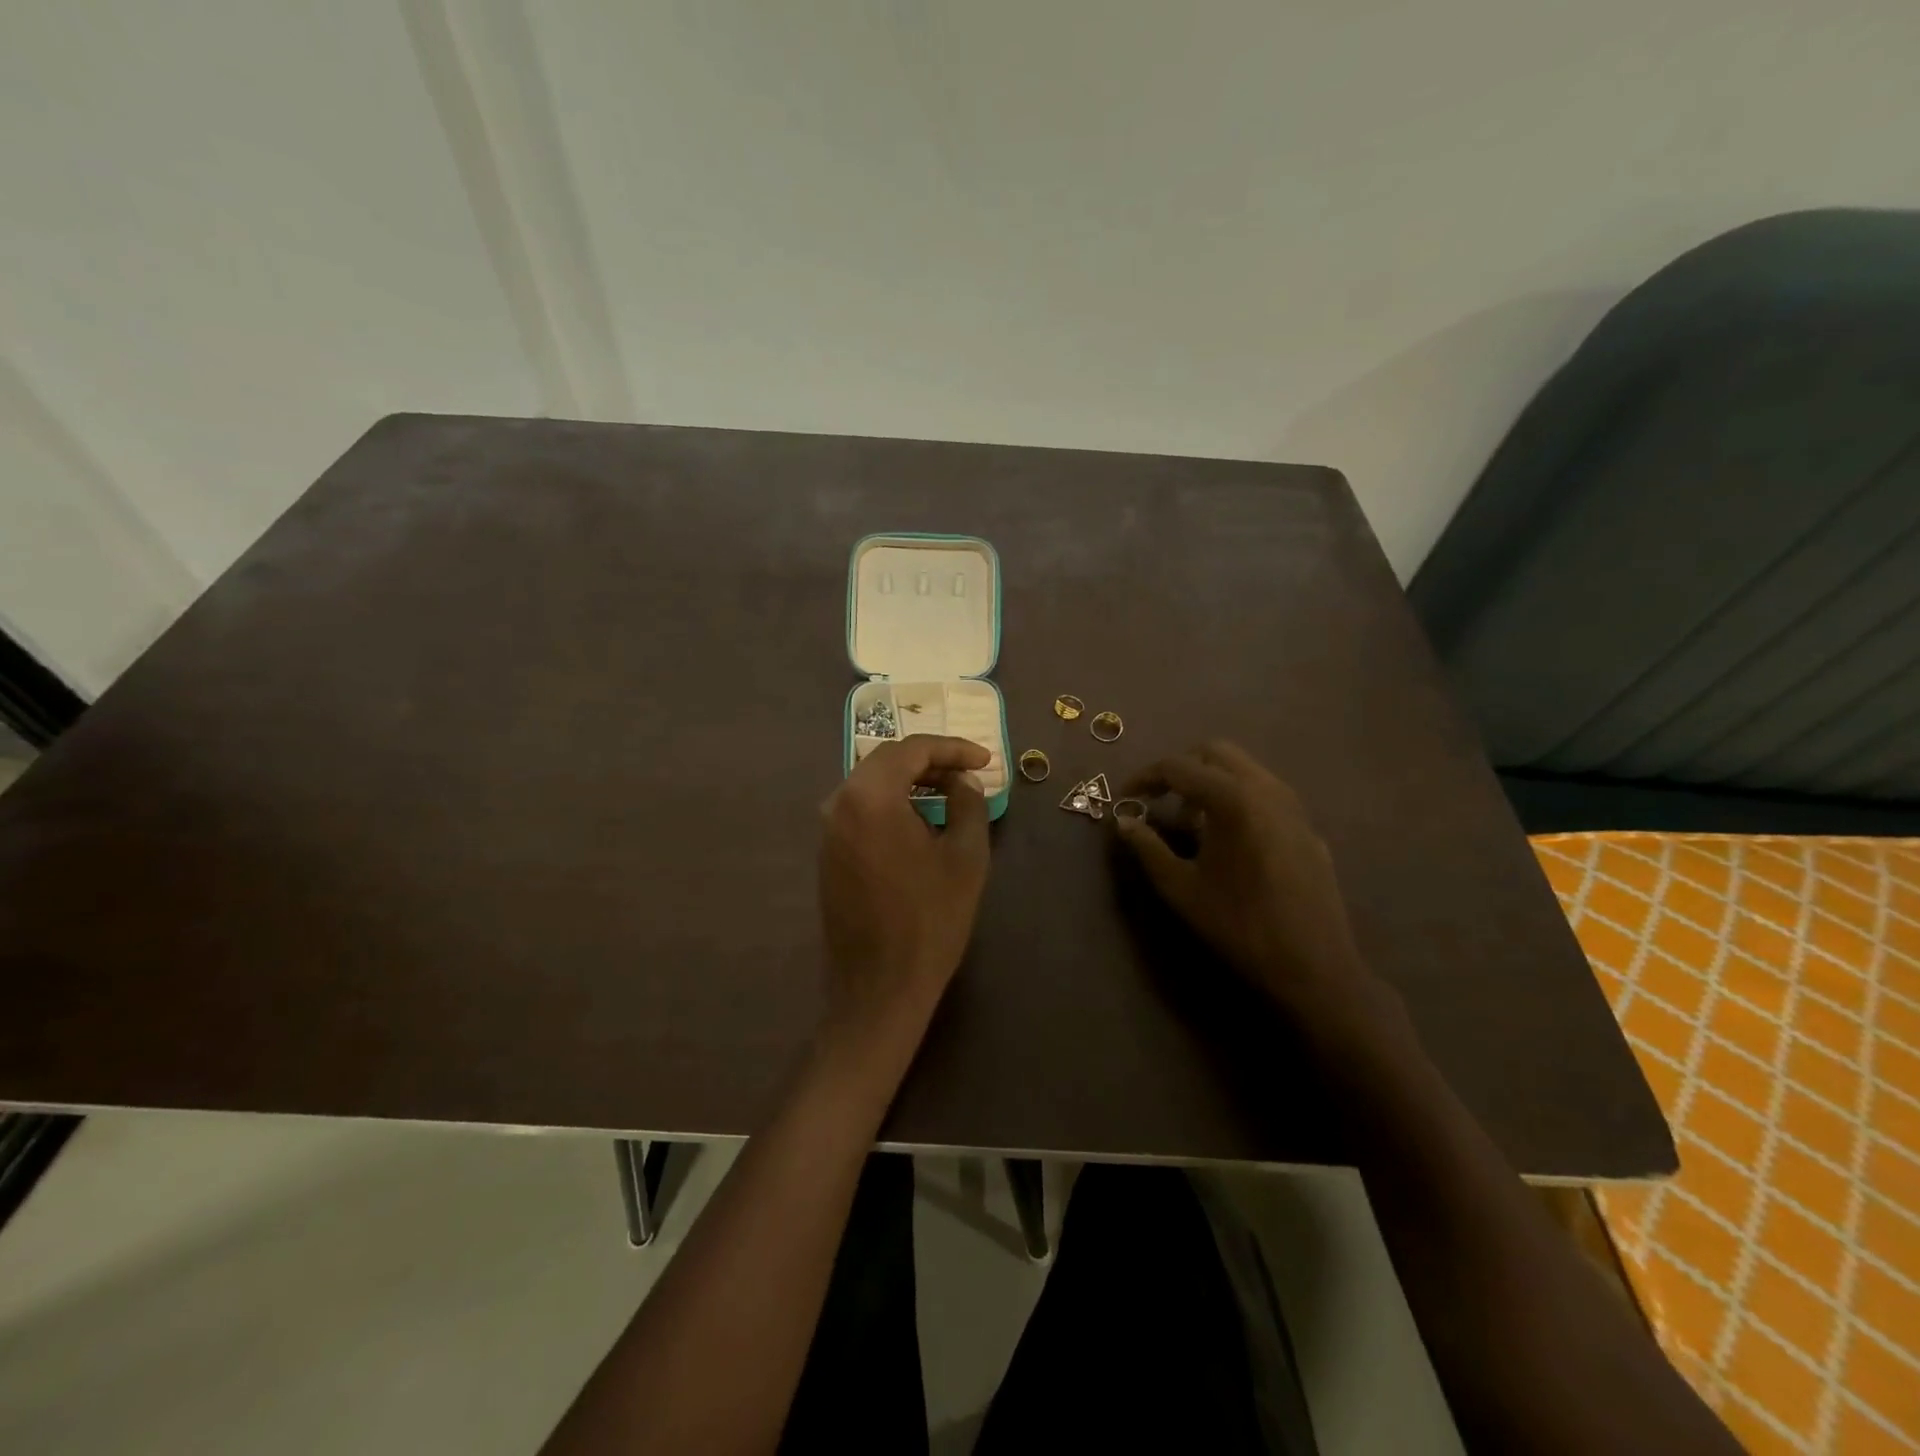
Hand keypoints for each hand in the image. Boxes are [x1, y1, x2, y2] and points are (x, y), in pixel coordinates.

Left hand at [818, 735, 991, 1055]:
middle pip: (887, 760)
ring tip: (950, 792)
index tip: (985, 760)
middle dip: (931, 761)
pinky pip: (861, 808)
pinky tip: (920, 819)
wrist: (880, 986)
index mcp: (870, 797)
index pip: (912, 750)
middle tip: (969, 773)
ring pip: (871, 783)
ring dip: (910, 781)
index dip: (953, 748)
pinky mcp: (828, 852)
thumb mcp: (966, 856)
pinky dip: (892, 802)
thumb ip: (969, 803)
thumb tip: (964, 780)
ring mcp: (828, 829)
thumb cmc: (930, 920)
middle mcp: (839, 803)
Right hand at [1115, 741, 1376, 1022]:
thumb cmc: (1239, 925)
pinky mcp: (1307, 825)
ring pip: (1243, 769)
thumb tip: (1123, 822)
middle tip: (1158, 801)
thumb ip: (1148, 848)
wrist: (1314, 966)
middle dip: (1180, 770)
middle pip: (1214, 753)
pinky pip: (1264, 792)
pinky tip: (1228, 840)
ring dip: (1210, 782)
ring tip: (1191, 822)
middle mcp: (1266, 788)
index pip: (1177, 767)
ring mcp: (1293, 805)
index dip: (1144, 779)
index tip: (1124, 800)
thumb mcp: (1181, 888)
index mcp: (1232, 798)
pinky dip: (1237, 798)